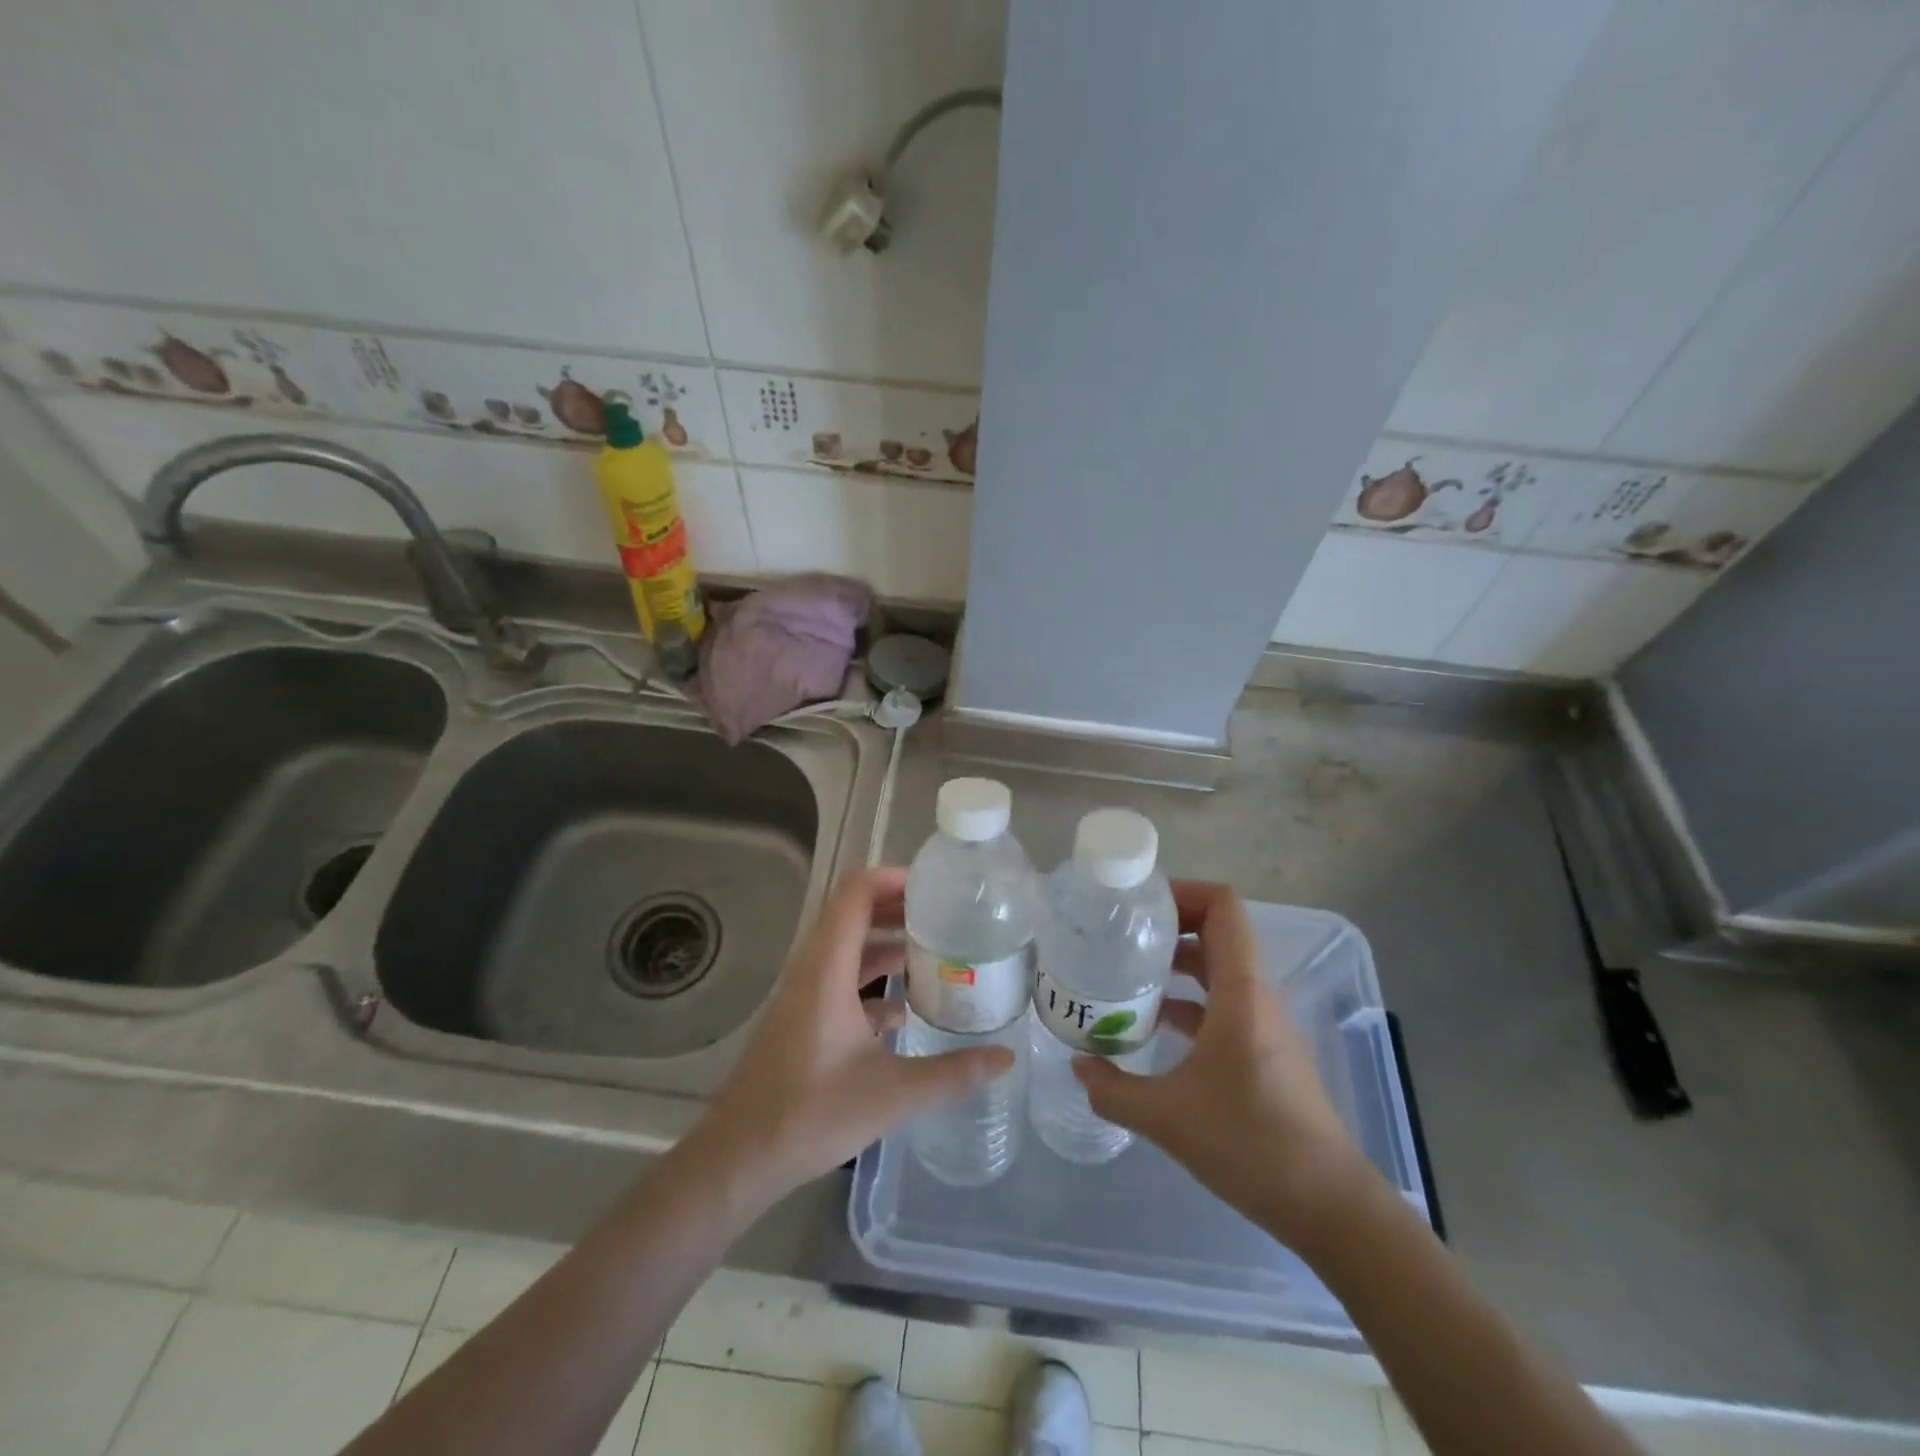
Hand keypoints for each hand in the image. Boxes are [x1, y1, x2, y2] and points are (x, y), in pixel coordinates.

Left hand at [701, 867, 1013, 1198]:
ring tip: (933, 954)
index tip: (934, 887)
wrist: (739, 1157)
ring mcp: (803, 994)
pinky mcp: (801, 1019)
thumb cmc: (810, 1114)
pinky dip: (871, 980)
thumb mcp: (892, 1094)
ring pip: (847, 949)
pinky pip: (840, 980)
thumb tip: (1006, 1058)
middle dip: (898, 907)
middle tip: (945, 916)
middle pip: (853, 914)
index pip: (855, 893)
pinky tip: (903, 1011)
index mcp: (827, 968)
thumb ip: (952, 1073)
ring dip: (886, 944)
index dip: (892, 878)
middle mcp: (812, 970)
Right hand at [1073, 880, 1378, 1249]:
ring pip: (1217, 970)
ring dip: (1175, 965)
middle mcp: (1255, 996)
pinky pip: (1221, 1004)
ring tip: (1125, 975)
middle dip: (1168, 926)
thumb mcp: (1168, 1118)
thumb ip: (1114, 1090)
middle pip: (1216, 931)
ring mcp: (1262, 1024)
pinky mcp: (1262, 1051)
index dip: (1182, 891)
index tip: (1137, 906)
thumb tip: (1078, 1067)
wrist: (1329, 1206)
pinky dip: (1187, 1002)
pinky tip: (1152, 1027)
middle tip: (1119, 936)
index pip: (1222, 907)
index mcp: (1240, 991)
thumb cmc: (1252, 1144)